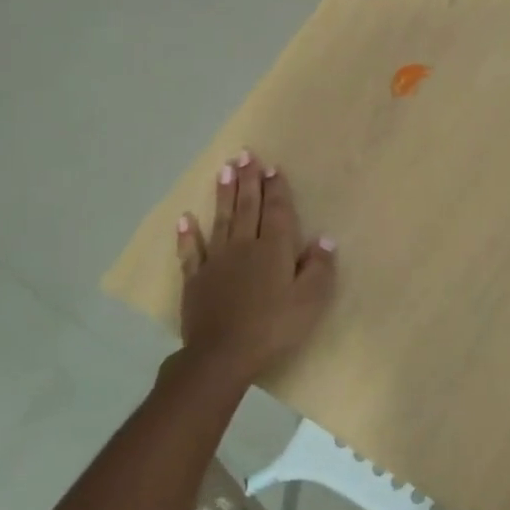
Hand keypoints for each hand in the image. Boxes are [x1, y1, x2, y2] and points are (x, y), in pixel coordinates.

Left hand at [175, 151, 337, 386]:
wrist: (222, 355)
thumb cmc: (273, 327)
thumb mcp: (310, 301)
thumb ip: (318, 268)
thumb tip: (324, 238)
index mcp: (275, 250)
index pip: (278, 212)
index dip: (276, 189)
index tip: (272, 167)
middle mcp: (245, 246)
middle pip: (248, 207)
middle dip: (249, 180)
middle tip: (245, 155)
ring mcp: (217, 261)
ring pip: (222, 220)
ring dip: (224, 194)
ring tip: (224, 170)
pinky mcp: (196, 279)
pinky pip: (192, 251)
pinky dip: (188, 234)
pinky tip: (185, 218)